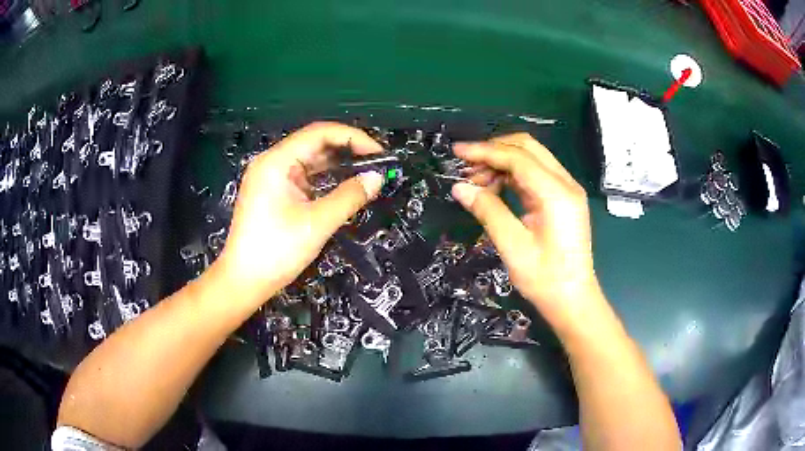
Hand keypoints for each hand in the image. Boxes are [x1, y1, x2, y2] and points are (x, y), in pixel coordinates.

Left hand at [215, 122, 384, 305]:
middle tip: (377, 164)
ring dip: (337, 165)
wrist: (244, 281)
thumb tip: (377, 178)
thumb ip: (349, 197)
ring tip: (366, 173)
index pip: (319, 133)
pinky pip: (304, 177)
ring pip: (310, 161)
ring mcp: (271, 178)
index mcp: (276, 162)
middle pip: (314, 144)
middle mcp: (272, 163)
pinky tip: (343, 185)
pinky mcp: (273, 193)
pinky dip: (325, 179)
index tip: (379, 153)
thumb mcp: (317, 223)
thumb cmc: (276, 251)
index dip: (353, 138)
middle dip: (347, 150)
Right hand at [451, 134, 603, 330]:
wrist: (572, 300)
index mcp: (556, 193)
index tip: (457, 151)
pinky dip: (513, 174)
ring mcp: (566, 190)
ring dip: (502, 161)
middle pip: (528, 148)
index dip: (485, 151)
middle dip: (494, 150)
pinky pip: (535, 174)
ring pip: (531, 158)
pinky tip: (495, 187)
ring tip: (477, 181)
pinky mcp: (563, 199)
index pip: (518, 158)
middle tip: (467, 165)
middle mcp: (565, 184)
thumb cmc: (545, 279)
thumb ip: (487, 210)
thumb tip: (459, 187)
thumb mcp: (512, 246)